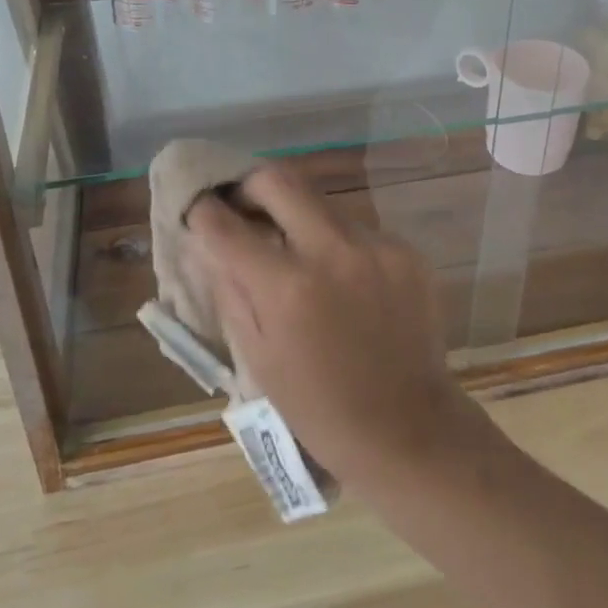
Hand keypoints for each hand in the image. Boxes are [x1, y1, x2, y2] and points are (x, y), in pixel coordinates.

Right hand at [188, 164, 488, 489]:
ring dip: (299, 216)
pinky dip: (339, 243)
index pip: (226, 226)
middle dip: (251, 185)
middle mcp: (331, 252)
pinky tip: (343, 279)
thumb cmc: (319, 407)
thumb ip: (230, 291)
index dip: (203, 210)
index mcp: (286, 289)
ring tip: (297, 251)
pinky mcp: (406, 251)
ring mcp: (375, 246)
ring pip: (322, 202)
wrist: (408, 428)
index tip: (198, 205)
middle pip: (279, 180)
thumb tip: (210, 243)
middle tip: (244, 204)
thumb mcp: (258, 358)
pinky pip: (358, 229)